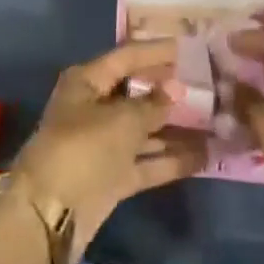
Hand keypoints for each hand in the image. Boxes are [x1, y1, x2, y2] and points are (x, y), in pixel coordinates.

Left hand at [13, 40, 207, 263]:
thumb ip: (152, 105)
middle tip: (207, 86)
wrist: (49, 215)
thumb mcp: (122, 120)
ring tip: (214, 121)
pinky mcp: (112, 178)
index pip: (127, 56)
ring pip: (144, 130)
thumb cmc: (83, 148)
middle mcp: (94, 108)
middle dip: (169, 91)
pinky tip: (204, 156)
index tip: (188, 47)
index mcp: (87, 81)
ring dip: (175, 128)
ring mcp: (103, 145)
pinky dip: (170, 159)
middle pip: (137, 93)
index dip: (157, 52)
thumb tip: (176, 88)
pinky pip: (146, 162)